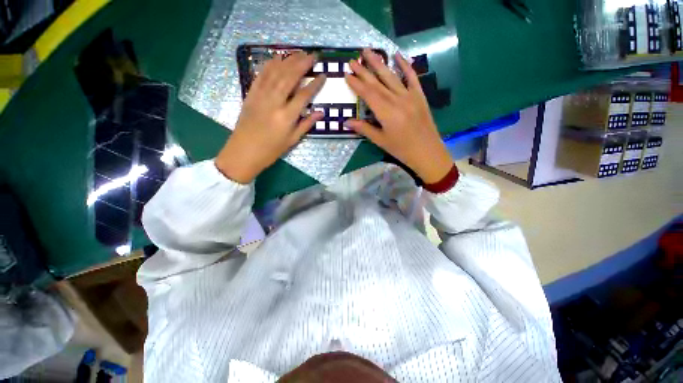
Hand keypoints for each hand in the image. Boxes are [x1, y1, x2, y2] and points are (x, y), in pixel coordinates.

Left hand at [215, 52, 325, 182]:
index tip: (323, 75)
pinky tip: (277, 57)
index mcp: (287, 117)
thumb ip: (306, 124)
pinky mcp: (250, 94)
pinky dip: (269, 64)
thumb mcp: (292, 140)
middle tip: (313, 56)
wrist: (243, 152)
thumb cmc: (271, 150)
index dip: (315, 84)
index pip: (304, 95)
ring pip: (275, 73)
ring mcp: (260, 96)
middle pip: (290, 77)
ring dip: (288, 60)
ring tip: (299, 53)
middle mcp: (274, 102)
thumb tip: (320, 113)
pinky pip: (260, 75)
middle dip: (302, 64)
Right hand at [344, 50, 452, 183]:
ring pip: (392, 76)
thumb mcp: (380, 141)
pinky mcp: (419, 96)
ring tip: (369, 51)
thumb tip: (346, 122)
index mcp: (386, 113)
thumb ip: (364, 129)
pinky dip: (405, 65)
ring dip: (379, 63)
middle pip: (377, 83)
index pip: (368, 94)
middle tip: (353, 59)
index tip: (347, 74)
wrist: (427, 152)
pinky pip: (412, 77)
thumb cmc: (401, 149)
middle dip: (364, 71)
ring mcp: (410, 96)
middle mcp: (397, 100)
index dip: (357, 84)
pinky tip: (397, 54)